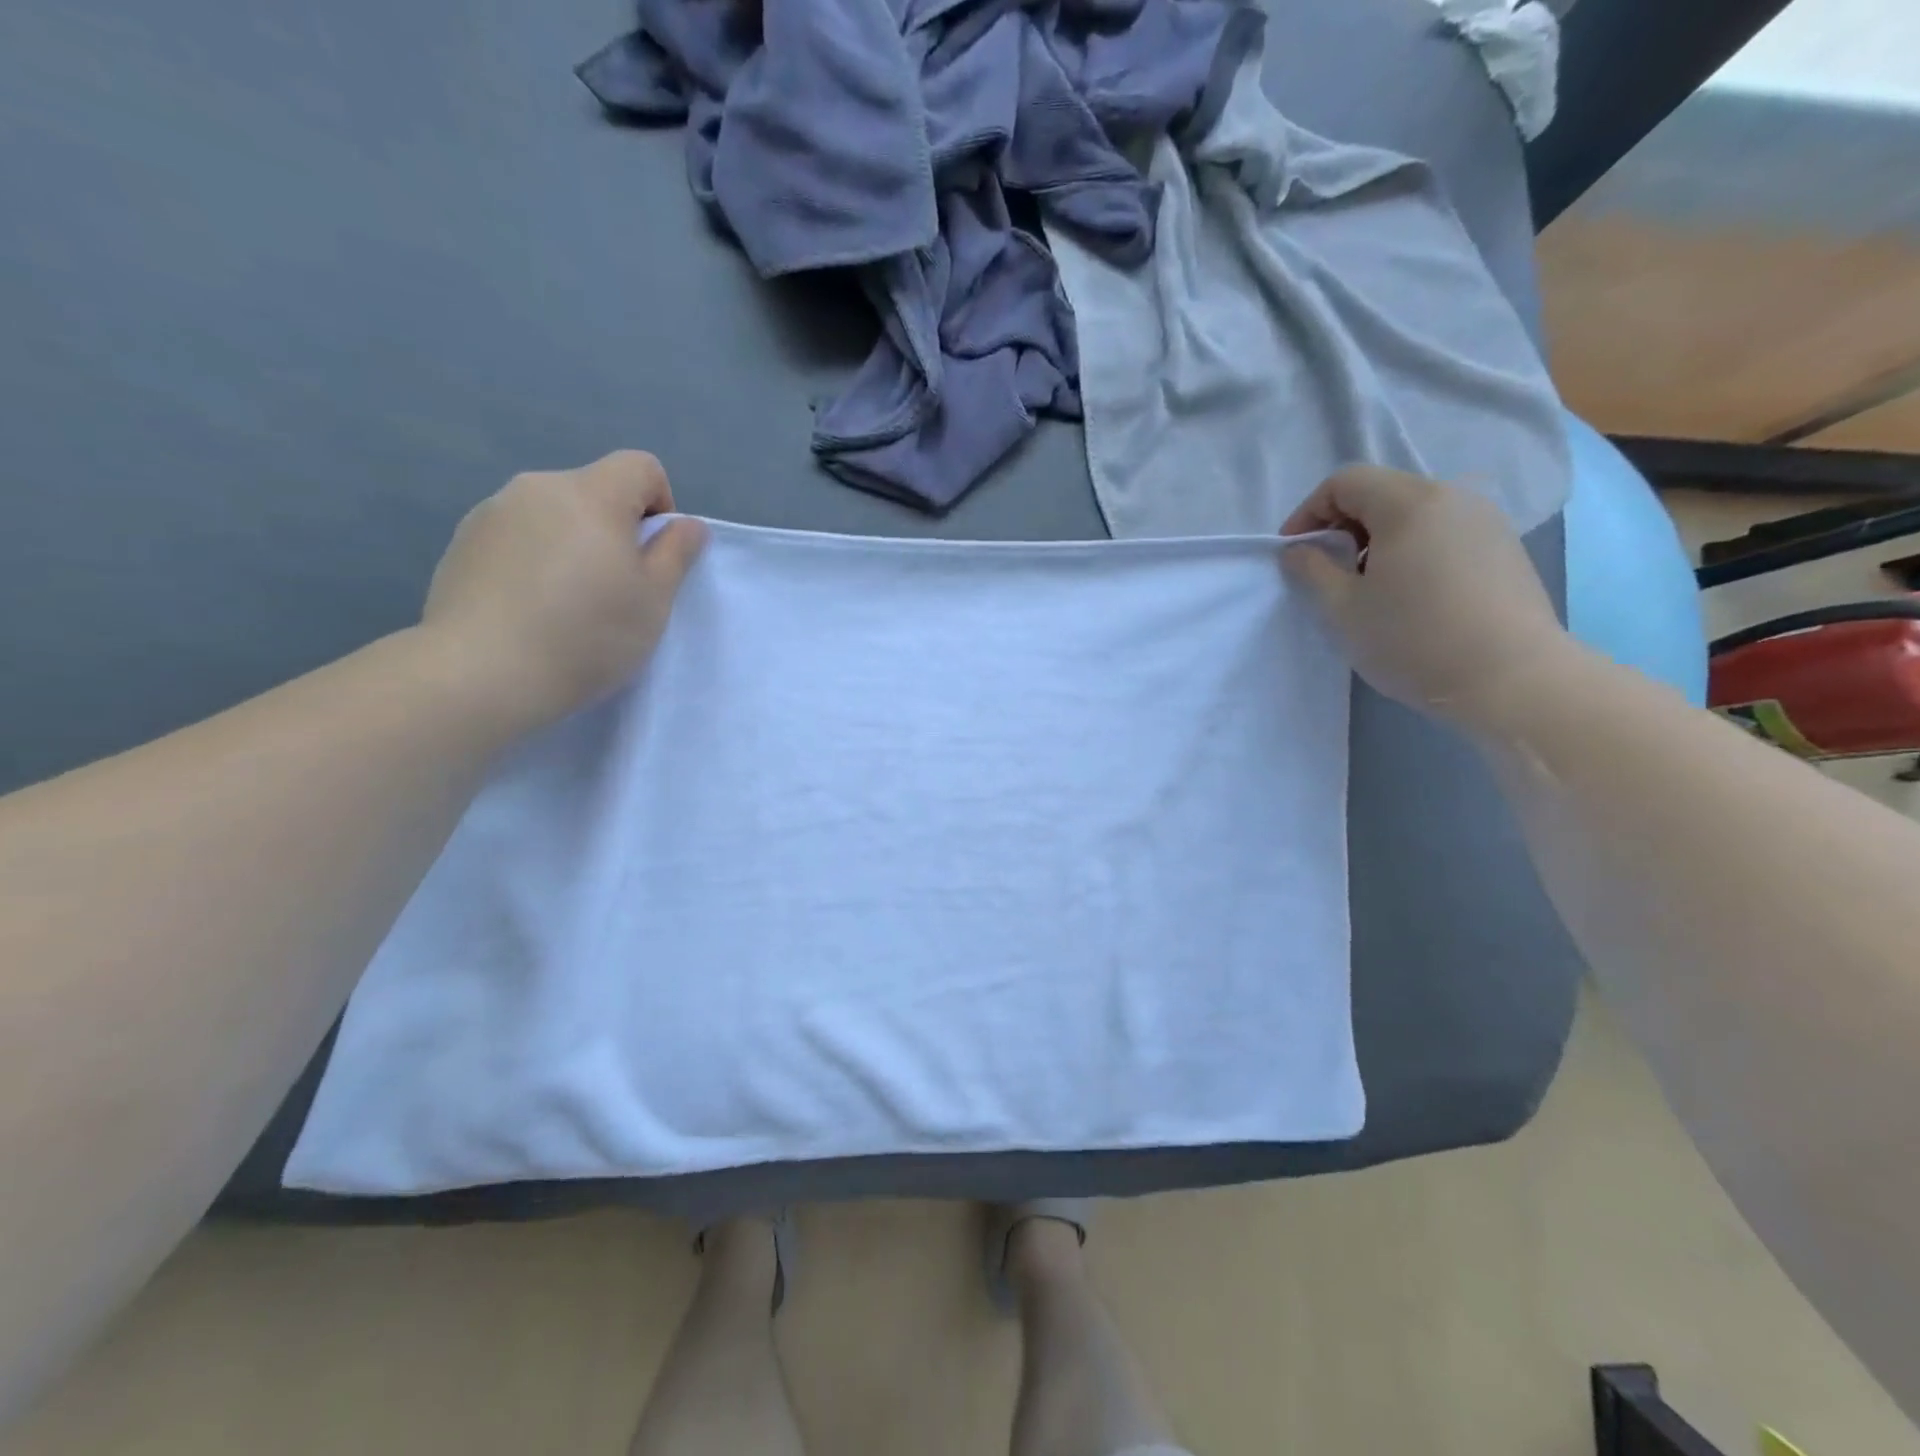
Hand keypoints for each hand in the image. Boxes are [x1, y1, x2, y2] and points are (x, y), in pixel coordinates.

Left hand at [420, 451, 705, 734]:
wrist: (482, 673)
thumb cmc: (586, 635)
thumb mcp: (654, 601)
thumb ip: (676, 553)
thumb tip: (686, 524)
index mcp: (591, 495)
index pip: (641, 467)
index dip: (660, 504)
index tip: (654, 556)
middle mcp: (538, 488)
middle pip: (595, 490)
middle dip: (615, 528)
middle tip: (615, 589)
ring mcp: (493, 512)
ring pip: (554, 514)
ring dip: (573, 543)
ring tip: (568, 602)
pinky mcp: (463, 542)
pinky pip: (518, 536)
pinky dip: (535, 559)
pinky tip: (530, 608)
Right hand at [1282, 465, 1572, 730]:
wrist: (1511, 679)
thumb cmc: (1413, 640)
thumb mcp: (1344, 609)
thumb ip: (1313, 570)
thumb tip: (1298, 550)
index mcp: (1409, 503)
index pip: (1345, 482)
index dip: (1308, 512)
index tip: (1294, 552)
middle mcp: (1452, 496)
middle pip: (1382, 492)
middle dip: (1343, 525)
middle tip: (1327, 571)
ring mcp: (1485, 520)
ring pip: (1414, 512)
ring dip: (1377, 539)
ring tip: (1367, 585)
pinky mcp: (1504, 547)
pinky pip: (1443, 532)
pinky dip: (1412, 549)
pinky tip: (1408, 593)